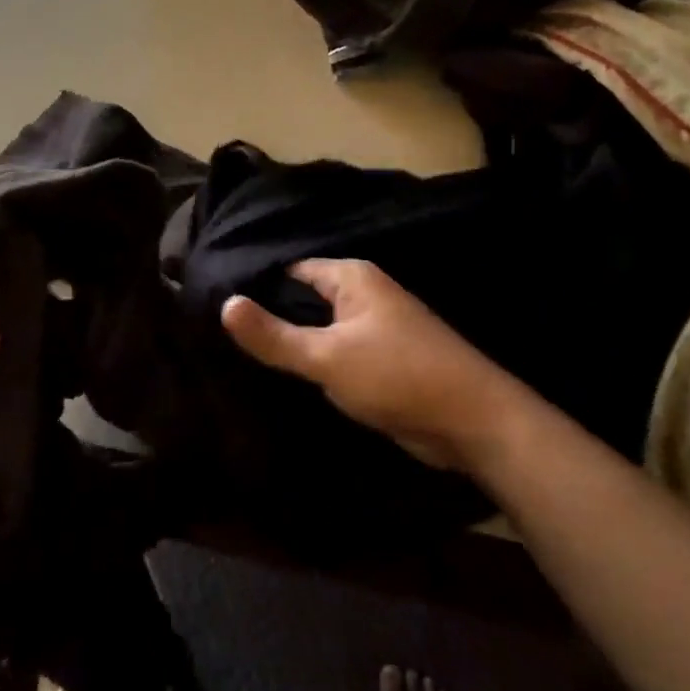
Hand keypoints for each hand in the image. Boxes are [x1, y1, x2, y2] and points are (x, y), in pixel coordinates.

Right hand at [221, 259, 519, 472]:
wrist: (473, 421)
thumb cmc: (397, 375)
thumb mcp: (327, 356)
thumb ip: (274, 335)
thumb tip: (225, 303)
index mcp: (352, 277)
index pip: (291, 269)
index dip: (256, 283)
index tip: (216, 298)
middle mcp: (364, 294)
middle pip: (305, 297)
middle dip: (271, 314)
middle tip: (220, 330)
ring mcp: (375, 328)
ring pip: (320, 327)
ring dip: (293, 340)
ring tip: (240, 353)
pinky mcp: (382, 361)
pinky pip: (337, 352)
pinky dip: (314, 362)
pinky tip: (284, 376)